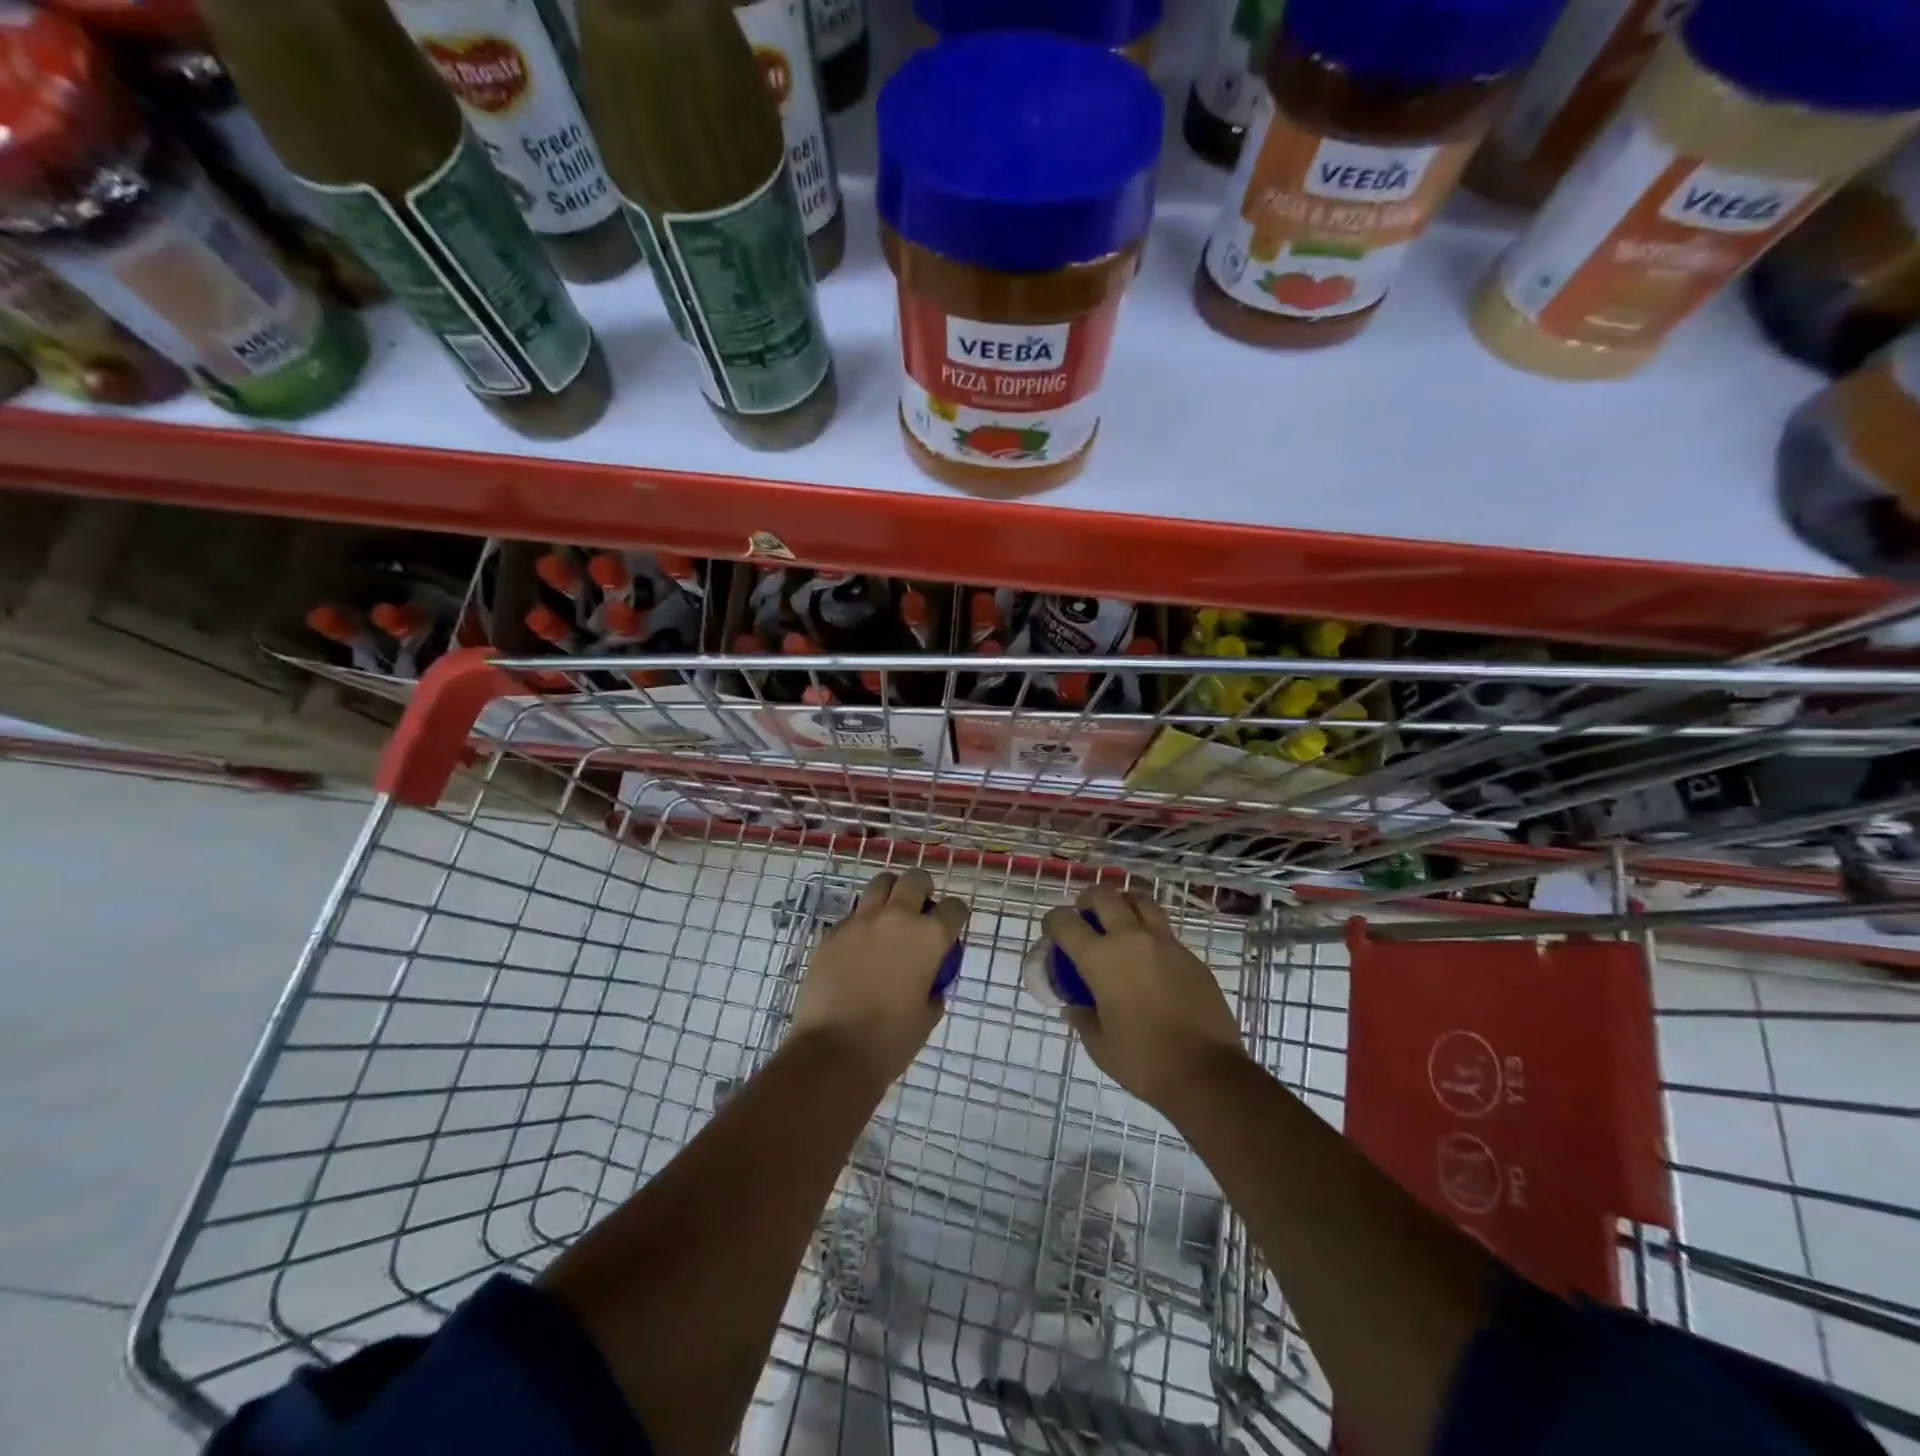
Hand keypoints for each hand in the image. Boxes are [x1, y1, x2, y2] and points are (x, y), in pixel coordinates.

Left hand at [790, 868, 967, 1084]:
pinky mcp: (833, 932)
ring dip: (890, 893)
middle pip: (915, 879)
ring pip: (880, 884)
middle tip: (920, 907)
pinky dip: (862, 921)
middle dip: (922, 888)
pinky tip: (860, 945)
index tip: (952, 924)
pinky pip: (853, 914)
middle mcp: (897, 918)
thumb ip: (933, 988)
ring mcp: (861, 921)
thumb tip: (929, 982)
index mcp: (929, 937)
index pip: (954, 908)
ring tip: (889, 914)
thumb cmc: (890, 1040)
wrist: (834, 1051)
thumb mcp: (927, 1016)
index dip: (956, 914)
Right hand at [1045, 887, 1250, 1111]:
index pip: (1066, 922)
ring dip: (1123, 904)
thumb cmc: (1144, 1061)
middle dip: (1087, 900)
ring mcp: (1165, 944)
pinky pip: (1165, 930)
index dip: (1053, 921)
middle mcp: (1131, 939)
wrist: (1207, 1073)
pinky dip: (1150, 932)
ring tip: (1119, 921)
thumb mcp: (1100, 1046)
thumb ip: (1082, 1019)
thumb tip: (1074, 1007)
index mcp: (1101, 959)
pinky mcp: (1191, 956)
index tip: (1051, 931)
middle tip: (1085, 916)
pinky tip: (1149, 958)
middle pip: (1104, 896)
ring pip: (1140, 901)